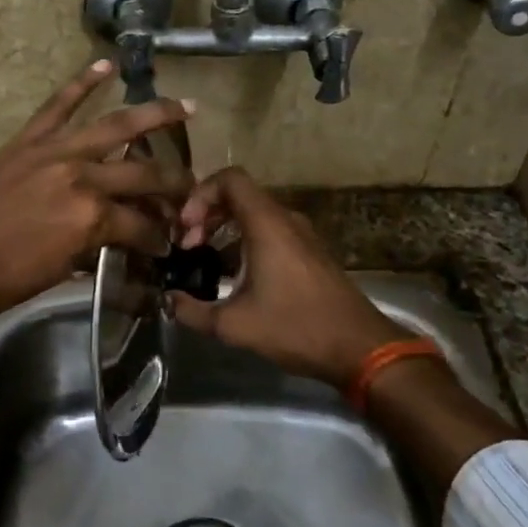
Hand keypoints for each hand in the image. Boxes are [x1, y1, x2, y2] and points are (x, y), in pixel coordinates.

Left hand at [0, 61, 194, 327]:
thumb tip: (116, 238)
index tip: (168, 245)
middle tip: (191, 189)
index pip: (142, 226)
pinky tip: (106, 65)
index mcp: (92, 219)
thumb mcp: (56, 273)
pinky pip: (58, 105)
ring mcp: (54, 152)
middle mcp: (82, 177)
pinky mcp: (27, 140)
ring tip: (185, 107)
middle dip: (174, 185)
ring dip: (154, 114)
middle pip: (142, 175)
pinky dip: (82, 82)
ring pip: (115, 127)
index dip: (159, 238)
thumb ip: (92, 248)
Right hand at [170, 167, 409, 390]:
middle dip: (207, 213)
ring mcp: (301, 235)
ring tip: (204, 257)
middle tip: (187, 245)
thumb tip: (168, 301)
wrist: (359, 347)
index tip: (184, 227)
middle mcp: (286, 220)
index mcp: (267, 224)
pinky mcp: (310, 252)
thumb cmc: (296, 327)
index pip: (230, 179)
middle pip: (239, 195)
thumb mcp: (235, 325)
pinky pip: (270, 230)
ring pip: (255, 213)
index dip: (200, 194)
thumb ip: (192, 312)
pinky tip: (233, 273)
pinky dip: (245, 239)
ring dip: (225, 227)